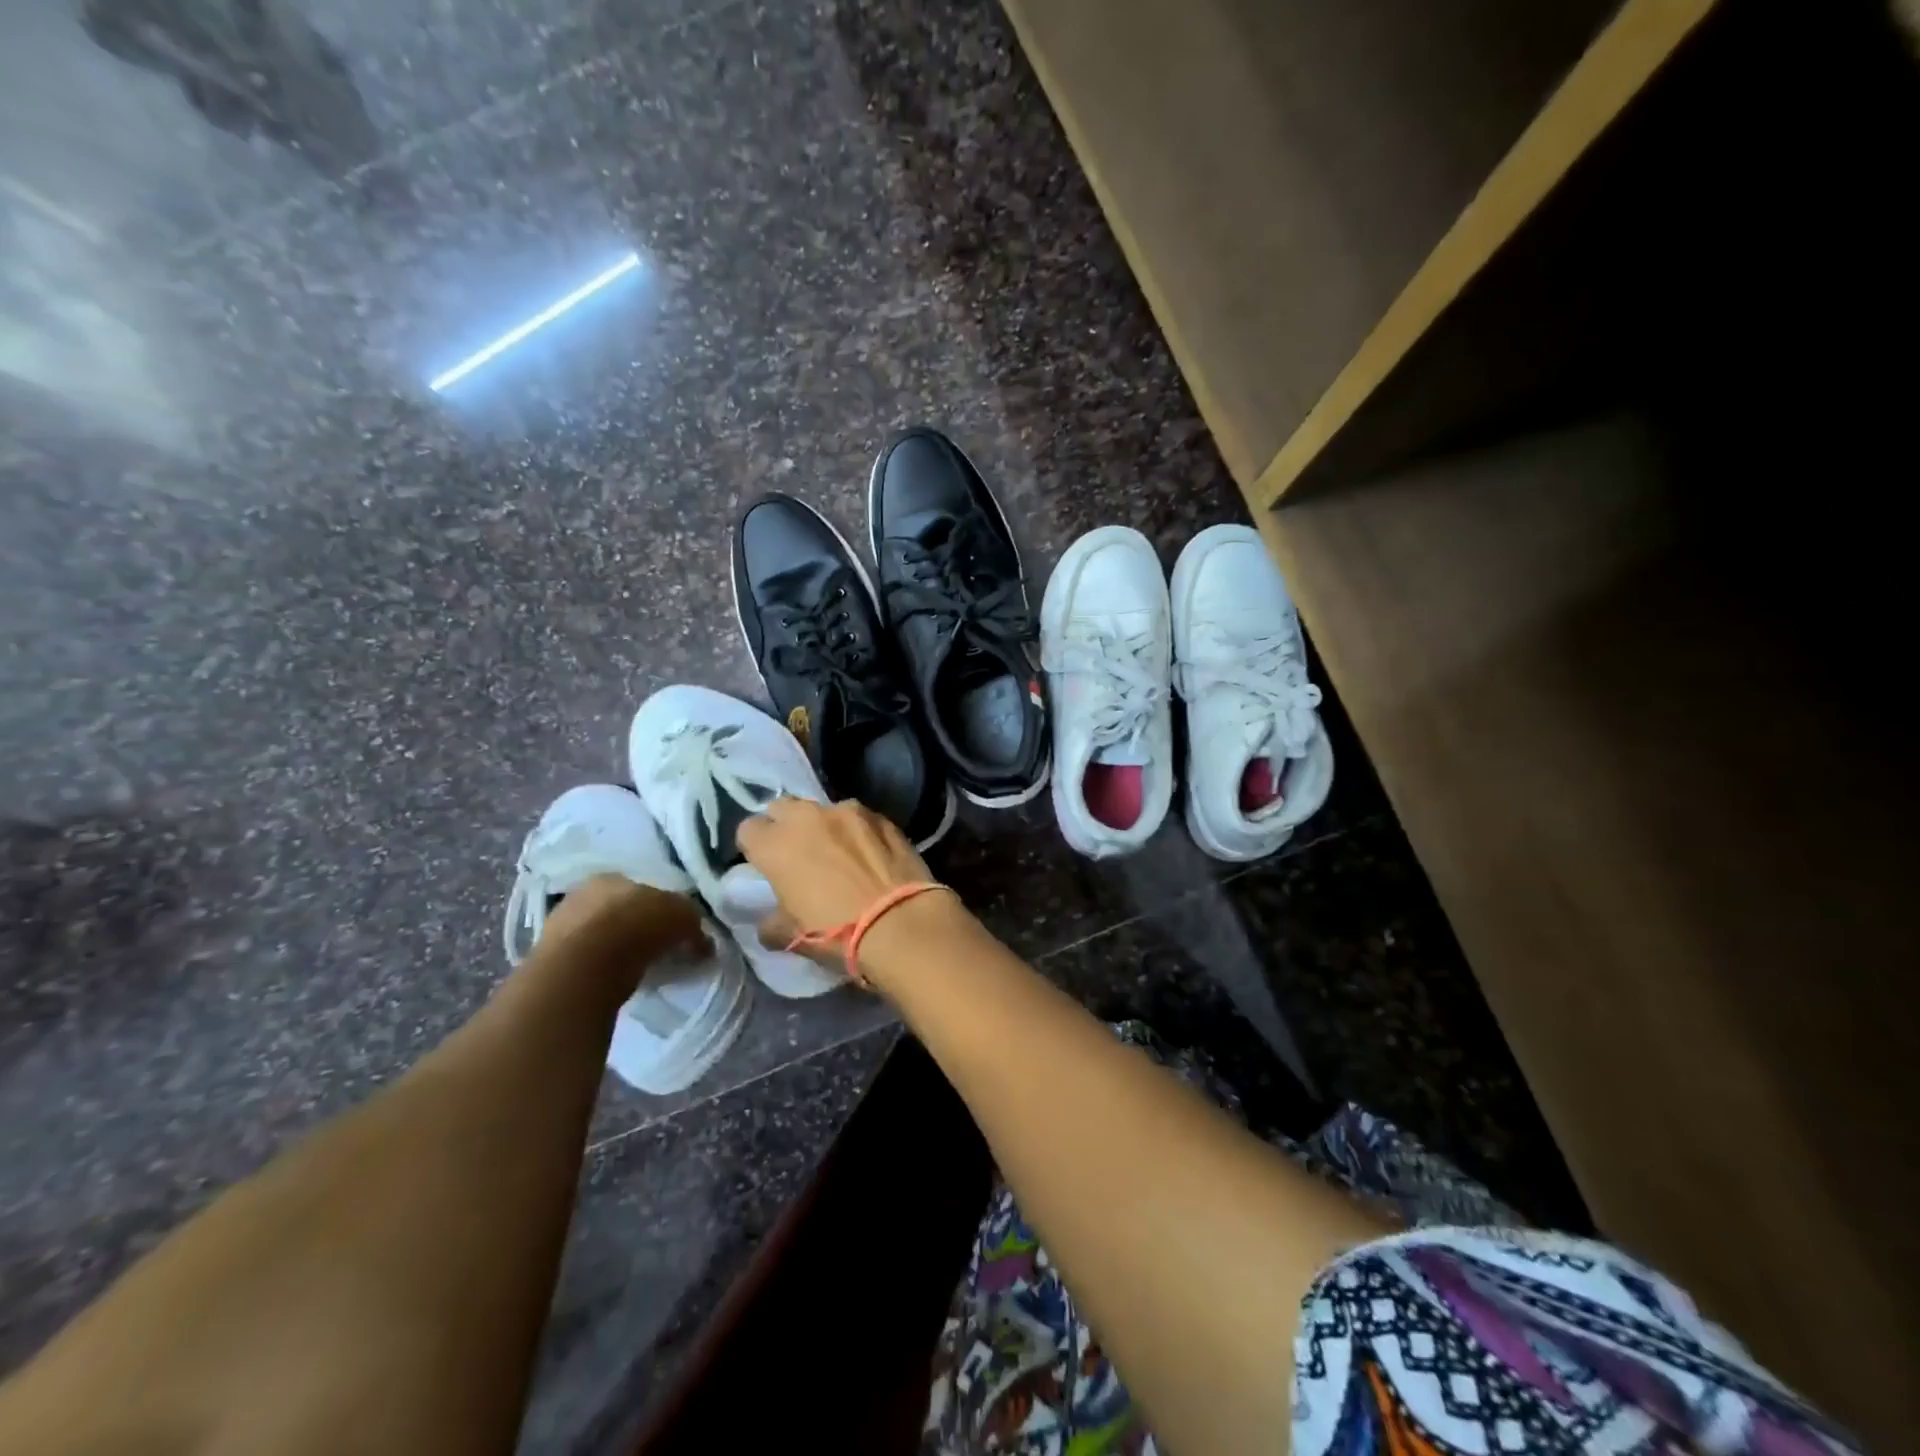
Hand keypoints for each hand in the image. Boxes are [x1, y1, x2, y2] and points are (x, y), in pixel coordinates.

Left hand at [537, 874, 709, 970]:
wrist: (585, 967)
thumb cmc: (637, 927)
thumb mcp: (682, 917)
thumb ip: (693, 925)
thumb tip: (703, 943)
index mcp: (613, 875)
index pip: (641, 887)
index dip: (660, 908)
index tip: (673, 928)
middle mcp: (582, 893)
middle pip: (618, 910)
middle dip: (636, 927)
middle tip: (658, 948)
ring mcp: (560, 926)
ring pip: (599, 935)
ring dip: (617, 948)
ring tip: (638, 968)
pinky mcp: (549, 959)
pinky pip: (586, 960)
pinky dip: (601, 969)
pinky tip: (615, 980)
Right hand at [736, 798, 941, 970]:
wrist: (901, 923)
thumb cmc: (838, 932)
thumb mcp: (793, 937)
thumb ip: (772, 923)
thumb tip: (769, 922)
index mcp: (776, 845)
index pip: (748, 829)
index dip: (755, 847)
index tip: (765, 865)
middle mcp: (808, 817)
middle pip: (783, 808)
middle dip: (785, 826)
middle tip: (797, 854)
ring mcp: (848, 812)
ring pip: (824, 810)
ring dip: (824, 826)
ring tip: (838, 853)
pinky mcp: (882, 817)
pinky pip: (860, 818)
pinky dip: (858, 831)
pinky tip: (869, 855)